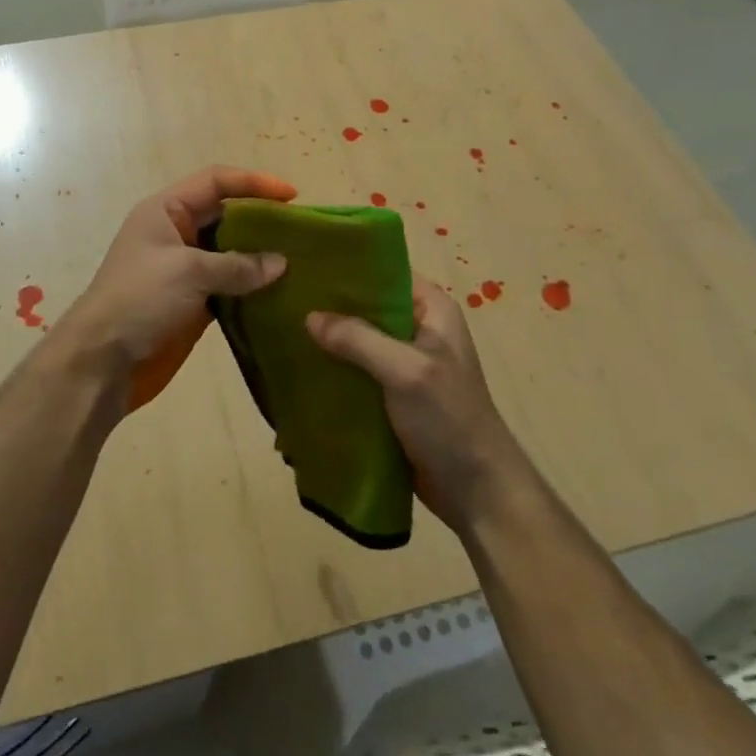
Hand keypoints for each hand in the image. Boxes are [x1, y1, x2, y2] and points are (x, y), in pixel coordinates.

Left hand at [55, 166, 296, 413]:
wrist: (103, 360)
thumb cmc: (139, 299)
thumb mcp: (188, 272)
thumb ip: (237, 265)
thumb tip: (281, 263)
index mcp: (166, 210)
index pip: (215, 181)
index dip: (253, 182)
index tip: (292, 196)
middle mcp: (176, 233)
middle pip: (226, 215)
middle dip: (261, 220)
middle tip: (301, 232)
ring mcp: (185, 270)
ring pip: (230, 252)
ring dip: (260, 256)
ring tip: (300, 261)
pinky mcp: (193, 302)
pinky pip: (229, 285)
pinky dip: (252, 287)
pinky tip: (280, 292)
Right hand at [306, 278, 529, 534]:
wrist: (475, 490)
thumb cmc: (449, 419)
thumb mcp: (406, 371)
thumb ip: (359, 339)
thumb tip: (309, 316)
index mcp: (432, 309)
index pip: (384, 271)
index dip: (347, 267)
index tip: (304, 265)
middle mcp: (417, 329)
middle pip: (366, 306)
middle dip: (329, 306)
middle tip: (282, 299)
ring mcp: (403, 363)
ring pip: (356, 340)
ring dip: (327, 341)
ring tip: (280, 330)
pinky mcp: (390, 394)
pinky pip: (355, 372)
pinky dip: (332, 371)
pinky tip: (298, 369)